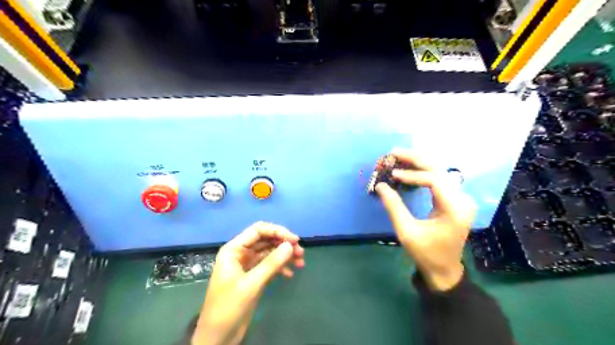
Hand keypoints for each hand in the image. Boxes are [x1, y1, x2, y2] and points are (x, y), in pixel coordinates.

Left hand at [191, 221, 303, 344]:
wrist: (218, 336)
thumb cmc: (228, 307)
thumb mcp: (251, 284)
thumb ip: (271, 263)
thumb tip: (290, 245)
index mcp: (234, 249)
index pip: (258, 230)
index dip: (277, 231)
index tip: (295, 240)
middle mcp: (241, 253)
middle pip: (266, 240)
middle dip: (283, 244)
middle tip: (300, 252)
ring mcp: (247, 265)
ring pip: (269, 252)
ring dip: (284, 255)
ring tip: (300, 262)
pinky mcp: (253, 277)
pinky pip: (269, 265)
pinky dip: (280, 267)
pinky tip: (290, 274)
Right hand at [374, 148, 473, 291]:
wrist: (444, 269)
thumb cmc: (426, 253)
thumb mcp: (406, 232)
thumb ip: (394, 207)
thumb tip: (380, 185)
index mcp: (454, 209)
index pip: (434, 180)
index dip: (412, 174)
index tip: (393, 174)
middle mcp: (462, 199)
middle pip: (438, 169)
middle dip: (415, 159)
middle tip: (393, 153)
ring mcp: (461, 198)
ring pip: (439, 171)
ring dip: (418, 163)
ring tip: (398, 158)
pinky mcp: (456, 200)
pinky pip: (438, 179)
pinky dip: (422, 172)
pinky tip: (409, 170)